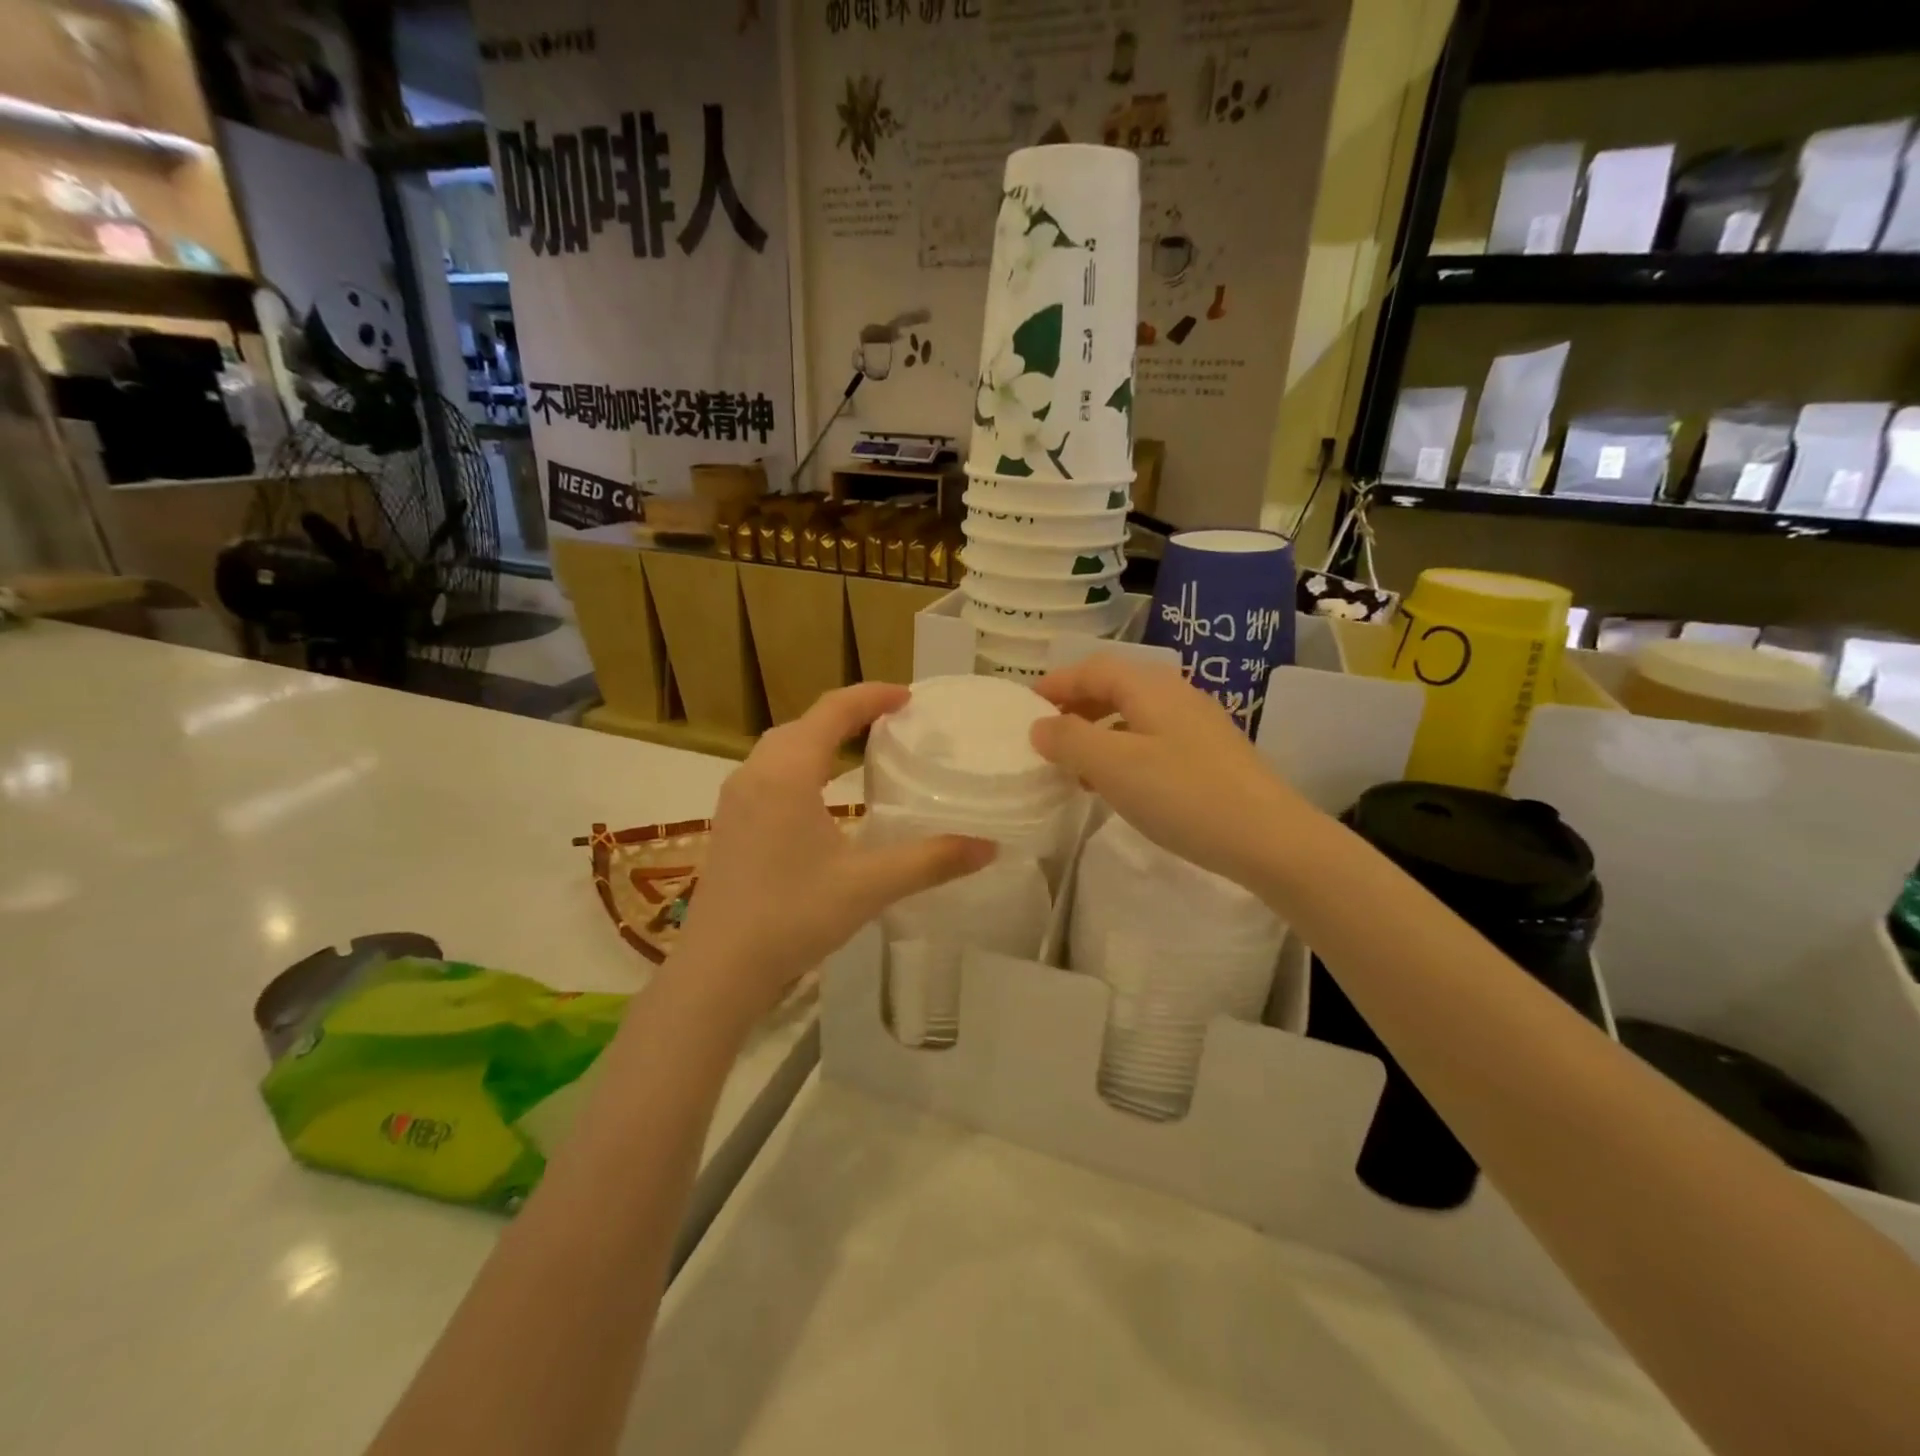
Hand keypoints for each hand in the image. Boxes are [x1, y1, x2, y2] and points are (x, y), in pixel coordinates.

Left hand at [676, 683, 993, 1022]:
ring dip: (818, 739)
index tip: (907, 697)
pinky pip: (767, 773)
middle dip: (846, 714)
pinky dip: (798, 765)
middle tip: (888, 722)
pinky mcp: (727, 825)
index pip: (832, 711)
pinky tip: (817, 797)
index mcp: (787, 772)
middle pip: (803, 724)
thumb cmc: (792, 916)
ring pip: (779, 748)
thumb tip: (989, 847)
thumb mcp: (869, 885)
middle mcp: (755, 774)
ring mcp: (734, 800)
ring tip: (856, 751)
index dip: (871, 696)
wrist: (718, 969)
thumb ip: (931, 861)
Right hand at [1030, 653, 1313, 889]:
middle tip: (1047, 736)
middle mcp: (1176, 695)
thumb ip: (1069, 740)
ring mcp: (1198, 725)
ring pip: (1134, 716)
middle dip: (1076, 707)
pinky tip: (1118, 787)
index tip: (1026, 706)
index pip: (1093, 669)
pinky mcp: (1211, 756)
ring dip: (1099, 733)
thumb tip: (1040, 726)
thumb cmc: (1182, 794)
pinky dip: (1124, 753)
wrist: (1269, 838)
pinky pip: (1153, 741)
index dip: (1057, 683)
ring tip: (1075, 766)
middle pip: (1115, 688)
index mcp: (1149, 687)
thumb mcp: (1113, 765)